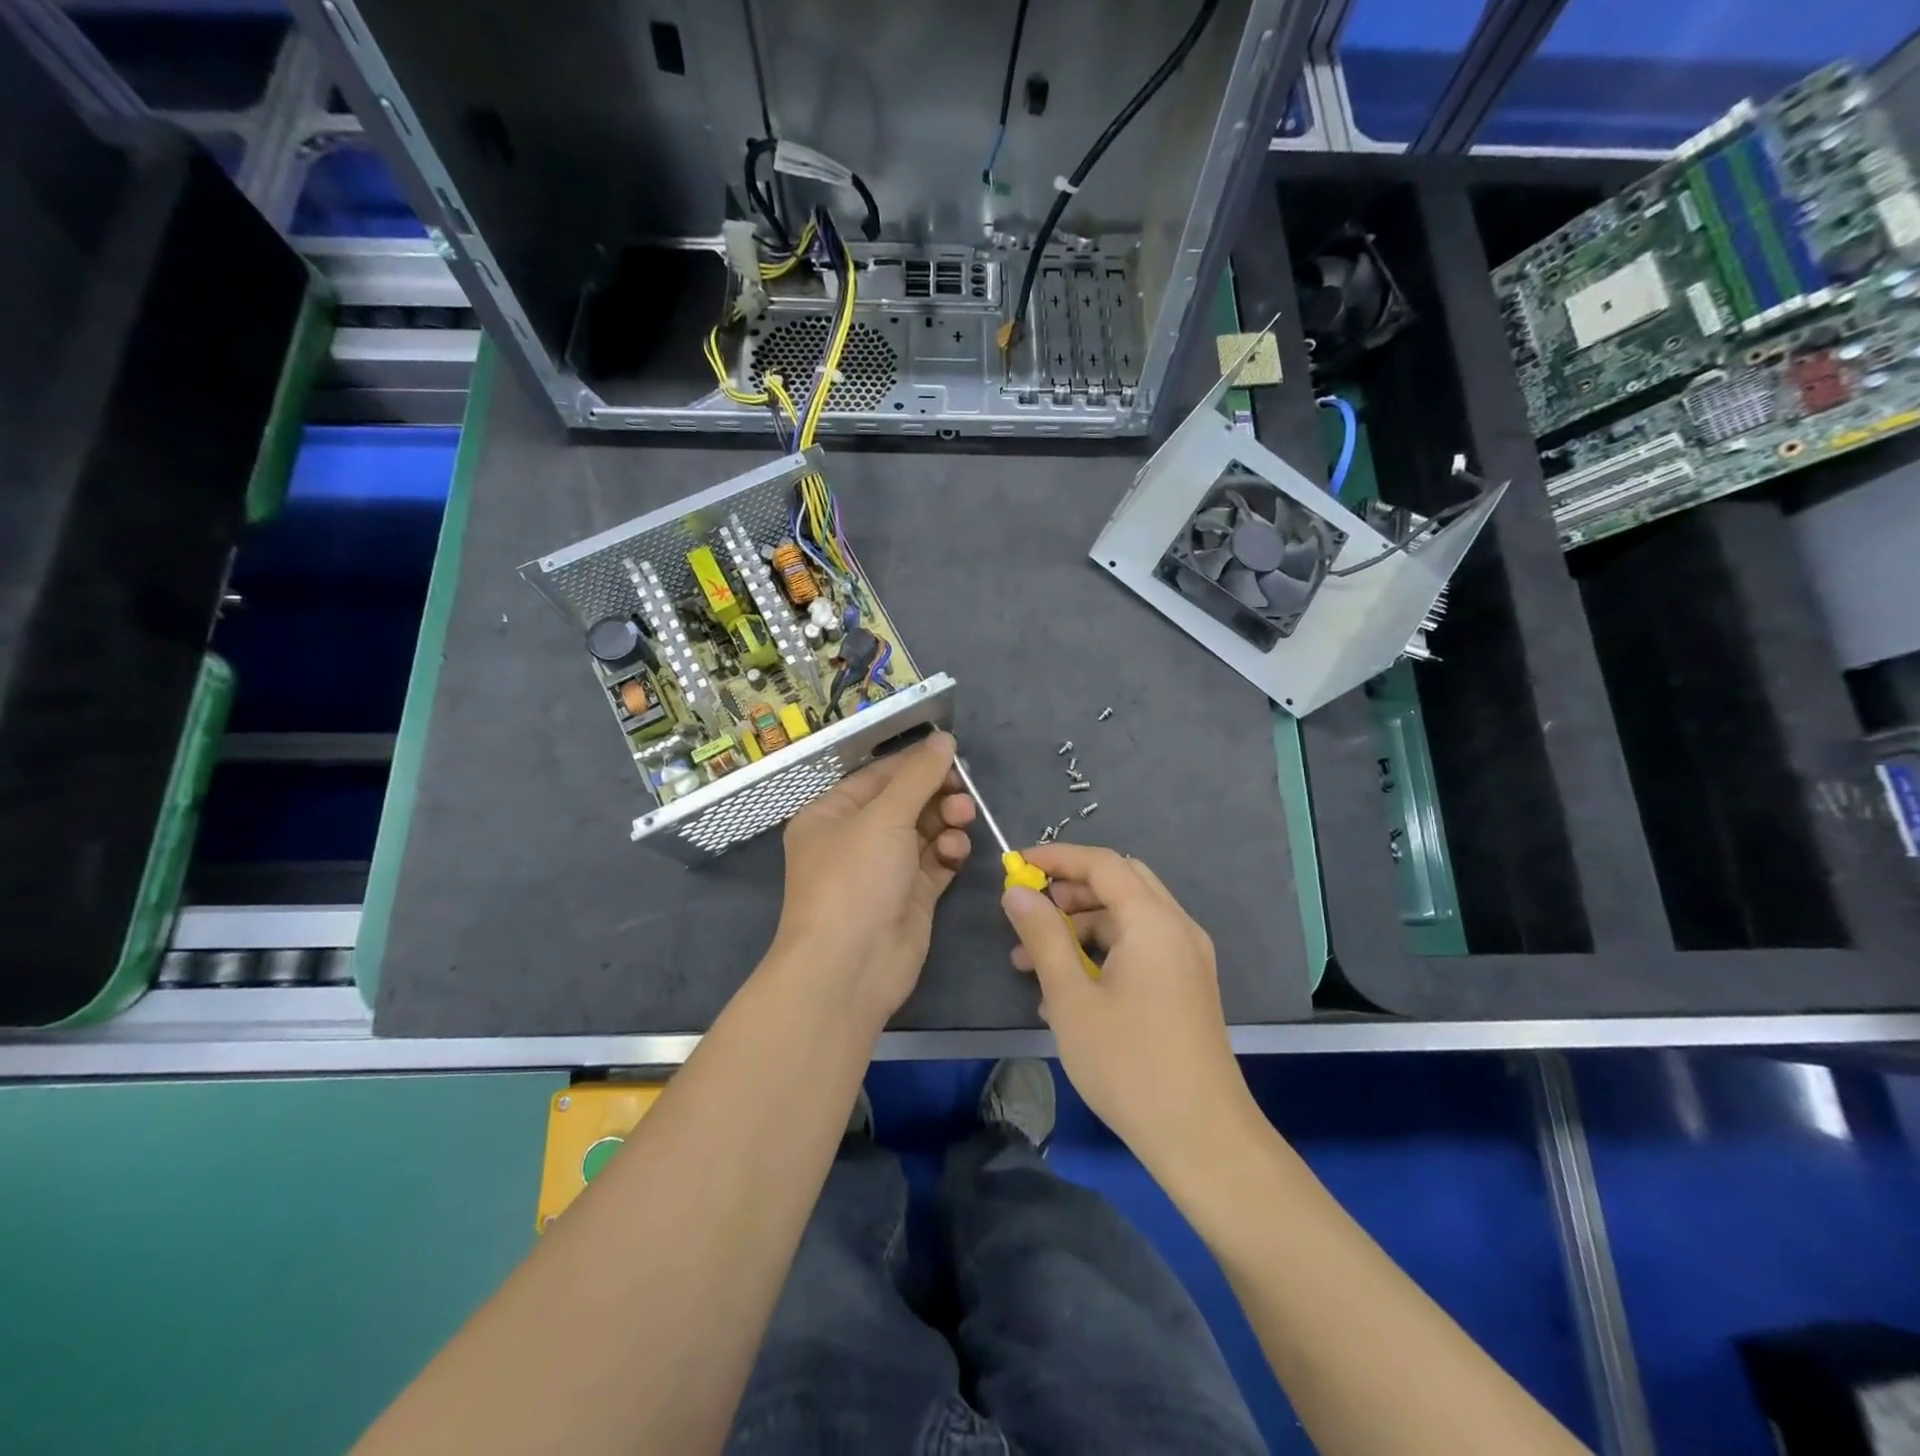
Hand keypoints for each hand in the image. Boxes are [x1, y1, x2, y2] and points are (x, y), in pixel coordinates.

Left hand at [769, 729, 973, 1026]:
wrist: (850, 967)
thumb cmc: (855, 879)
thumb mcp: (884, 817)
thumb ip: (918, 776)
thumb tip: (943, 738)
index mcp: (832, 814)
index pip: (878, 776)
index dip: (915, 764)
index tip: (953, 753)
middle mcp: (855, 839)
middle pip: (905, 803)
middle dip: (936, 794)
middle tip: (964, 793)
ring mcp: (883, 870)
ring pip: (924, 832)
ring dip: (946, 822)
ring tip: (962, 819)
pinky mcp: (910, 897)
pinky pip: (935, 863)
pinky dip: (948, 853)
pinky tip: (956, 853)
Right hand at [1001, 844, 1253, 1171]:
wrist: (1202, 1138)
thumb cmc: (1129, 1064)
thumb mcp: (1072, 998)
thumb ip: (1043, 936)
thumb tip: (1017, 892)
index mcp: (1153, 921)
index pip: (1102, 864)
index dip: (1056, 858)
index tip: (1016, 866)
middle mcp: (1177, 928)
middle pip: (1120, 883)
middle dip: (1071, 889)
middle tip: (1030, 911)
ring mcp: (1187, 958)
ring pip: (1129, 917)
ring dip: (1082, 925)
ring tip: (1033, 961)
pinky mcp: (1187, 985)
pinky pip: (1141, 946)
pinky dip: (1104, 951)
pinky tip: (1068, 988)